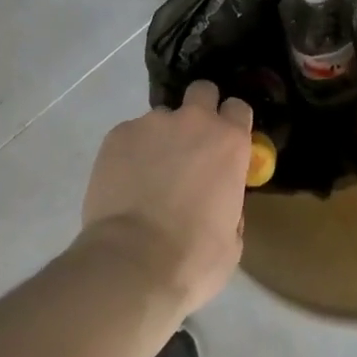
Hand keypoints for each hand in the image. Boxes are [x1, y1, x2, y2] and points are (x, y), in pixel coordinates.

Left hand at [79, 81, 253, 316]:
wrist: (130, 265)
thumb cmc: (192, 260)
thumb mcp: (232, 240)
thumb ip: (230, 203)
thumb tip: (220, 197)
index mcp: (228, 142)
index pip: (238, 108)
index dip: (233, 124)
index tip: (227, 144)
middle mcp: (193, 121)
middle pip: (202, 91)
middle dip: (200, 110)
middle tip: (191, 145)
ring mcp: (152, 123)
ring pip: (162, 118)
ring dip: (161, 139)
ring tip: (148, 177)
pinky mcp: (118, 134)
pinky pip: (131, 135)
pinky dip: (131, 153)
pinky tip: (125, 184)